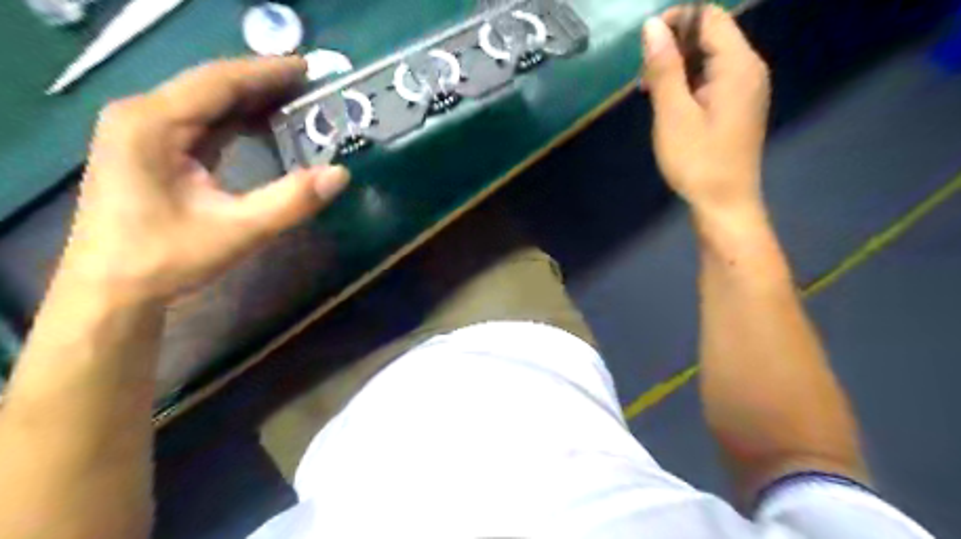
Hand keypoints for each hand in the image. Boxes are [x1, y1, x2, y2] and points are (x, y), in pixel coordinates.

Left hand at [57, 57, 349, 304]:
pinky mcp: (154, 148)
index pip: (218, 82)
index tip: (310, 69)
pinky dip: (239, 121)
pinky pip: (204, 122)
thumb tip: (341, 174)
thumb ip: (291, 201)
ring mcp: (145, 131)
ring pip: (209, 103)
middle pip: (213, 86)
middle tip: (313, 88)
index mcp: (153, 124)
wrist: (113, 288)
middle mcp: (143, 116)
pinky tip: (267, 126)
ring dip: (253, 102)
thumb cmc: (168, 257)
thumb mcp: (239, 230)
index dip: (267, 73)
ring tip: (299, 103)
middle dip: (264, 84)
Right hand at [640, 6, 770, 214]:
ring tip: (653, 95)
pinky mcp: (739, 106)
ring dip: (678, 69)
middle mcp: (749, 69)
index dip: (676, 22)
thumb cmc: (697, 161)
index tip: (645, 47)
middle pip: (711, 37)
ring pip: (709, 60)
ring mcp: (746, 89)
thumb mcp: (673, 114)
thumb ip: (664, 68)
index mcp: (738, 65)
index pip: (709, 18)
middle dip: (674, 49)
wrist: (724, 204)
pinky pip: (713, 80)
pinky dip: (689, 85)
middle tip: (645, 81)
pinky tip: (671, 106)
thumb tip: (652, 26)